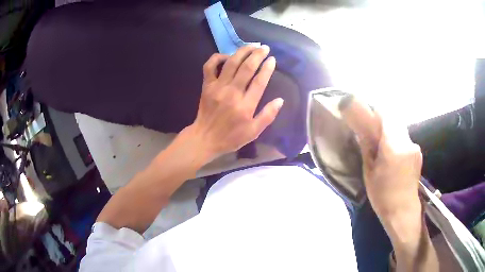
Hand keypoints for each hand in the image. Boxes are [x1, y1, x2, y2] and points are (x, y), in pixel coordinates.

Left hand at [188, 45, 283, 161]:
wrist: (205, 139)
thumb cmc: (231, 137)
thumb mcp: (254, 132)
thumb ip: (268, 116)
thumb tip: (280, 100)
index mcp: (245, 106)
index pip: (259, 82)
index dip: (267, 68)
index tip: (272, 59)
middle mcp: (232, 93)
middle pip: (246, 68)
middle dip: (257, 55)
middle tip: (265, 48)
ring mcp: (217, 87)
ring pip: (231, 63)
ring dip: (242, 51)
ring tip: (252, 45)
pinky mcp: (207, 86)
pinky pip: (209, 66)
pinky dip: (217, 57)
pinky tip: (227, 55)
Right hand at [341, 97, 421, 221]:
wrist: (403, 211)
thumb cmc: (383, 195)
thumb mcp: (369, 172)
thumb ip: (367, 147)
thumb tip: (362, 131)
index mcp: (393, 146)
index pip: (386, 114)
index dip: (375, 111)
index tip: (367, 116)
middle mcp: (407, 142)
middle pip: (394, 120)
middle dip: (382, 122)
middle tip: (372, 134)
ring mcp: (415, 147)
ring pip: (400, 129)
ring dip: (390, 132)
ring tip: (383, 149)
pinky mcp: (418, 153)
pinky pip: (405, 139)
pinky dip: (397, 141)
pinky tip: (393, 157)